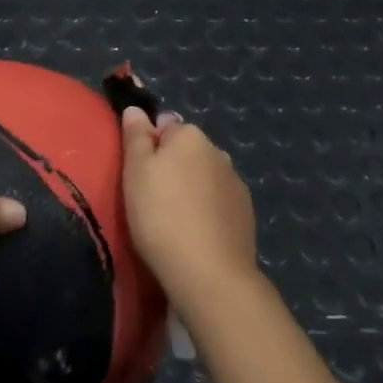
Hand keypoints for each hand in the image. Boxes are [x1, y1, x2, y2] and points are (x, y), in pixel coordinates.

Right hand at [120, 105, 258, 307]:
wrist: (209, 272)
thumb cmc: (160, 215)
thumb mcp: (135, 171)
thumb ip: (136, 137)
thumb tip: (136, 110)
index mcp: (189, 135)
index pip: (165, 125)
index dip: (149, 145)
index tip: (138, 172)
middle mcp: (218, 151)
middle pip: (187, 150)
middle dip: (172, 165)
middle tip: (151, 197)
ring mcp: (236, 182)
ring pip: (205, 176)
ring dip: (191, 187)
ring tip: (174, 218)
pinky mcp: (246, 213)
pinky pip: (219, 201)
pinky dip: (208, 209)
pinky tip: (196, 232)